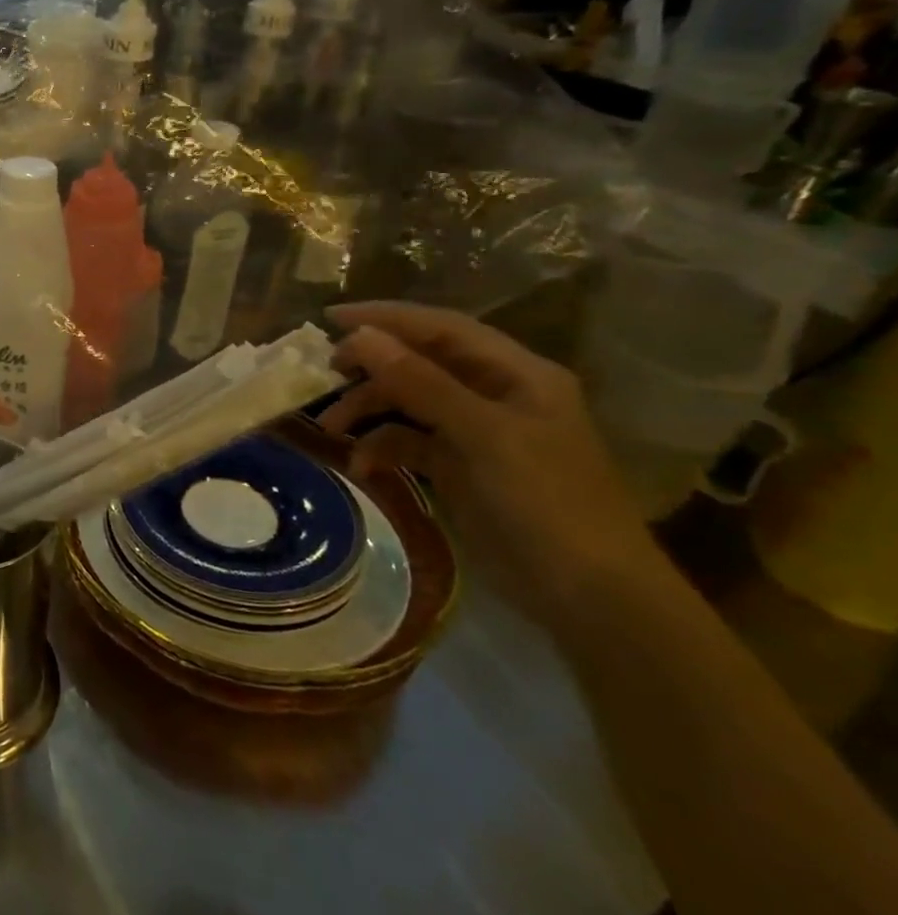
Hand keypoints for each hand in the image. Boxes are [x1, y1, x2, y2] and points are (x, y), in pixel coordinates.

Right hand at [317, 301, 660, 623]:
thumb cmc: (545, 502)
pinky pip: (409, 442)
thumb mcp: (482, 435)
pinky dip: (383, 448)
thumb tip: (361, 337)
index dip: (387, 318)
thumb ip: (420, 382)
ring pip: (409, 402)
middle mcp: (495, 394)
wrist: (587, 596)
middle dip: (372, 367)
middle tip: (326, 374)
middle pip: (420, 363)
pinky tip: (363, 466)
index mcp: (516, 374)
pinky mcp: (461, 468)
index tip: (330, 319)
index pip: (442, 328)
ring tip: (331, 428)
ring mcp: (477, 433)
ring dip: (369, 409)